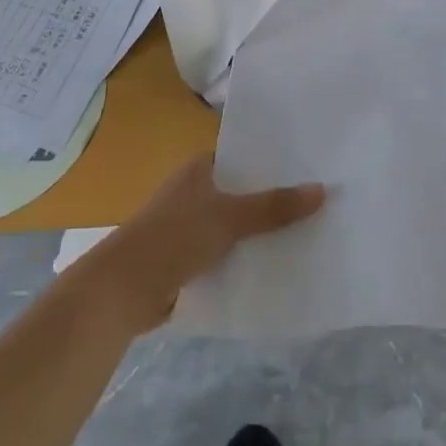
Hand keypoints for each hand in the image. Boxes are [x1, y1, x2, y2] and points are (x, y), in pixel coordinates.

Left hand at [85, 155, 324, 333]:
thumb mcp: (230, 218)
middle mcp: (195, 191)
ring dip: (261, 230)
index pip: (244, 156)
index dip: (274, 161)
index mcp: (200, 168)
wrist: (123, 289)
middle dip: (273, 197)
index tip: (310, 165)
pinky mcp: (188, 258)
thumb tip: (322, 190)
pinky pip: (227, 251)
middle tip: (319, 199)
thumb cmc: (175, 237)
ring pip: (236, 223)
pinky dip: (246, 256)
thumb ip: (274, 206)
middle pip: (243, 191)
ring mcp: (190, 226)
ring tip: (308, 230)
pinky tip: (277, 262)